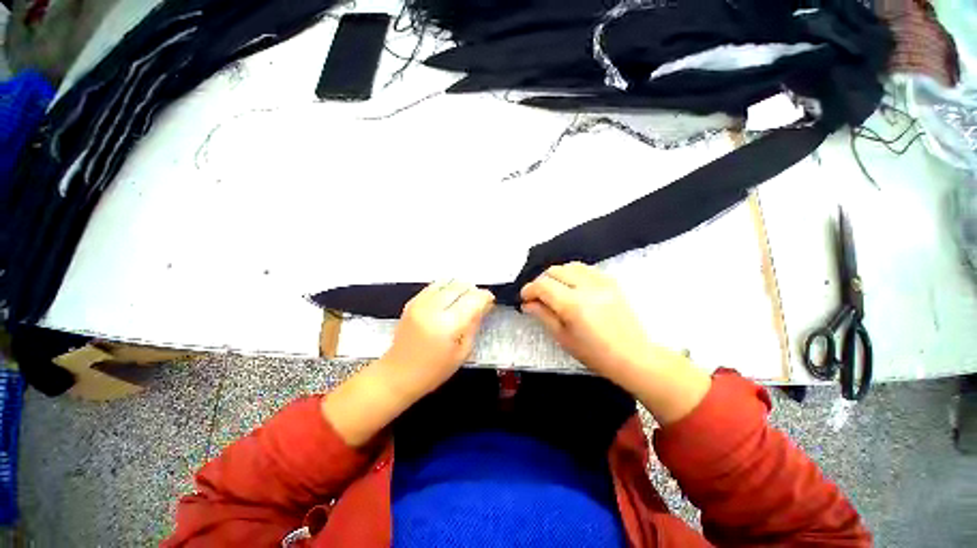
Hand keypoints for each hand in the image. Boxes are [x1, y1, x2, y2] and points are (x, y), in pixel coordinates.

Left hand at [323, 281, 493, 445]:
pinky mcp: (412, 302)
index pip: (473, 299)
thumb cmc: (434, 370)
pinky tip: (448, 298)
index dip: (485, 296)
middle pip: (460, 286)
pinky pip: (433, 285)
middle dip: (473, 290)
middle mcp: (433, 309)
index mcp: (448, 325)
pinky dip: (445, 288)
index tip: (490, 301)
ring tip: (463, 299)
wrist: (397, 374)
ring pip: (447, 282)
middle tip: (477, 301)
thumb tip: (484, 305)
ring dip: (459, 287)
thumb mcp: (462, 352)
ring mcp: (420, 303)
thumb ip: (474, 324)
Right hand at [520, 262, 709, 423]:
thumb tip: (527, 303)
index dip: (529, 290)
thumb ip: (543, 315)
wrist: (633, 356)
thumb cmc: (595, 353)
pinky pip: (586, 268)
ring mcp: (601, 281)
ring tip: (555, 290)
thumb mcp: (563, 337)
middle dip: (541, 281)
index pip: (542, 285)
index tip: (524, 298)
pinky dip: (574, 273)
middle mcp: (586, 287)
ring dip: (557, 275)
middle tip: (539, 296)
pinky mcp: (611, 281)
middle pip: (554, 270)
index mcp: (572, 304)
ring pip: (570, 266)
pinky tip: (573, 286)